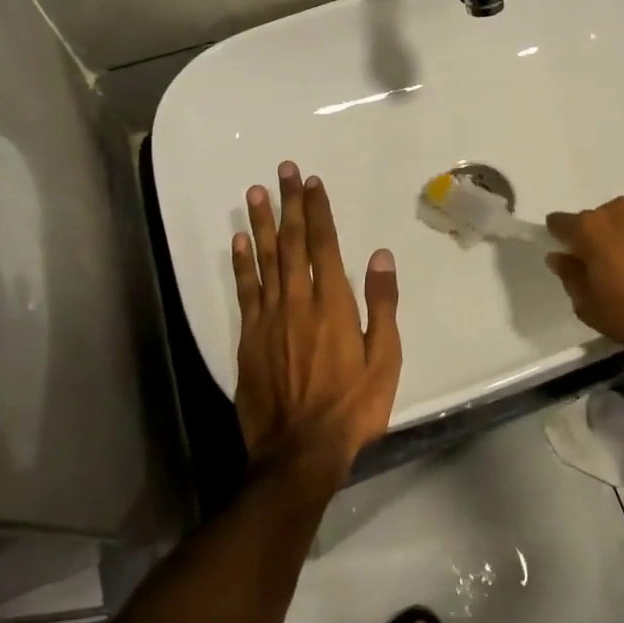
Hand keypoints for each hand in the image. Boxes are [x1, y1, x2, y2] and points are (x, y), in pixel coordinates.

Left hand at [232, 162, 401, 489]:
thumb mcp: (384, 359)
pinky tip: (238, 241)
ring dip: (261, 223)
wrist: (300, 452)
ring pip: (265, 260)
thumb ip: (381, 304)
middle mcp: (298, 302)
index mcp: (334, 305)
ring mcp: (269, 319)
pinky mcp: (249, 339)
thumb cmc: (352, 407)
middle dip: (290, 204)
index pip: (325, 246)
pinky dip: (241, 264)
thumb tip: (380, 256)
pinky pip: (244, 292)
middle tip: (283, 171)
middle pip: (293, 243)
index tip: (313, 183)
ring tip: (255, 192)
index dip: (319, 211)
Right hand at [545, 198, 623, 354]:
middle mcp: (617, 211)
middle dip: (595, 237)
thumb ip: (570, 276)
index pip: (560, 222)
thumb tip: (559, 256)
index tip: (564, 251)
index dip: (559, 235)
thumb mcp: (589, 306)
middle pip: (596, 219)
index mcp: (590, 228)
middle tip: (602, 264)